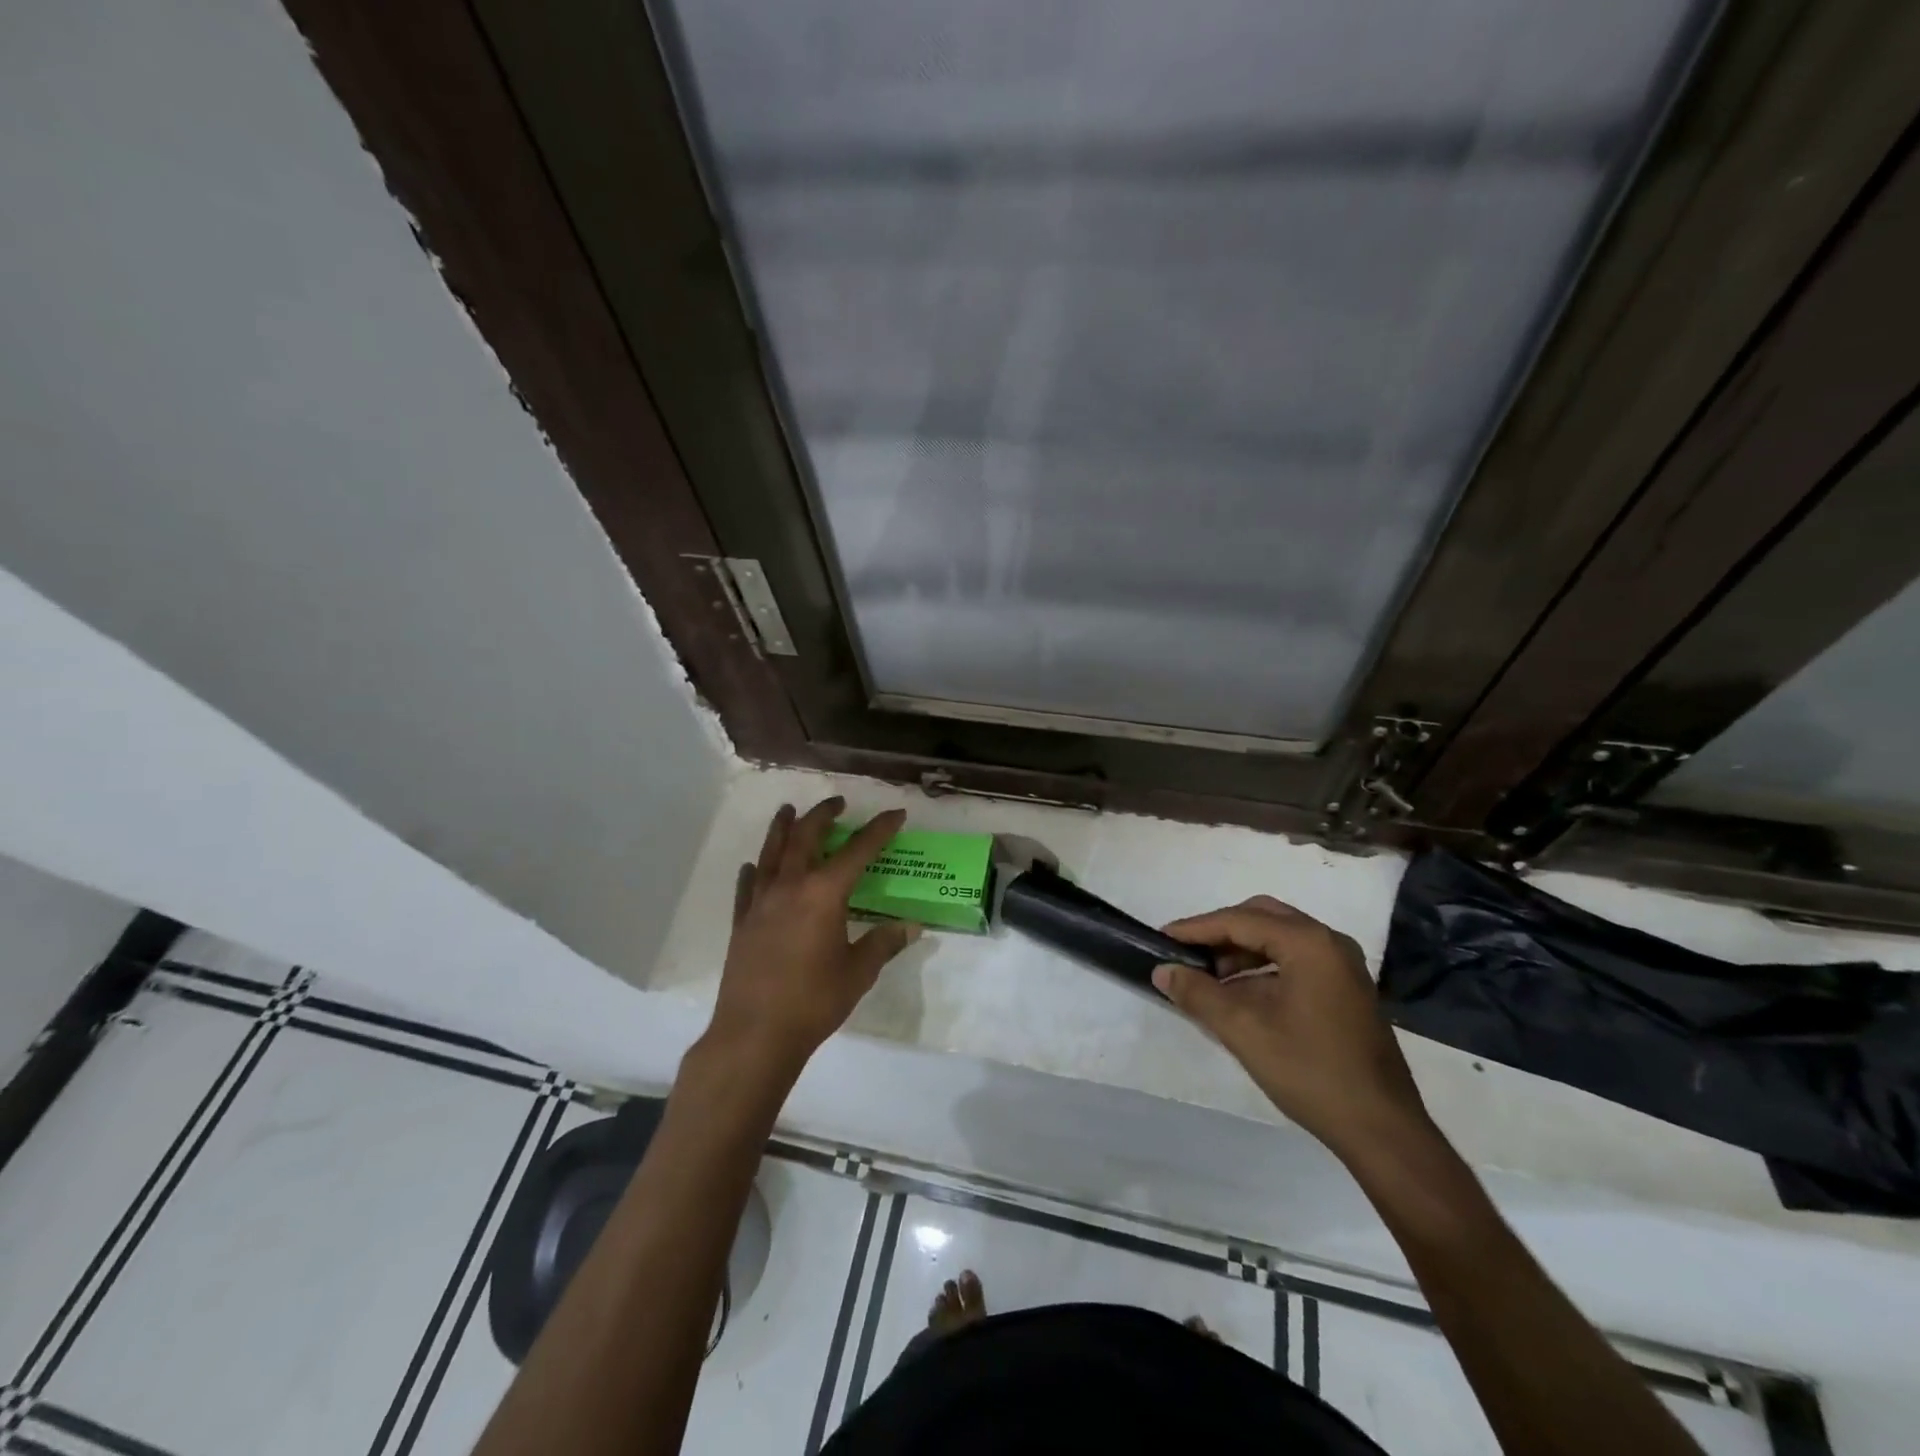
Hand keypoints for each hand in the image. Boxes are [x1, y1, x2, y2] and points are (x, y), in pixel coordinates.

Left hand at [707, 797, 918, 1075]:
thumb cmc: (814, 1001)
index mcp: (824, 894)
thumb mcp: (859, 972)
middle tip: (837, 802)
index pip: (858, 851)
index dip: (879, 830)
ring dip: (782, 828)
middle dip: (823, 815)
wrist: (755, 1034)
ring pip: (771, 853)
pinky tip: (752, 866)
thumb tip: (912, 926)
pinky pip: (747, 886)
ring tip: (788, 810)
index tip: (895, 814)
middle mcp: (790, 887)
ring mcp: (761, 903)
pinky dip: (753, 871)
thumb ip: (884, 943)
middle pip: (805, 838)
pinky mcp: (741, 923)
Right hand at [1156, 896, 1430, 1163]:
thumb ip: (1198, 994)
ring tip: (1207, 976)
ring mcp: (1342, 966)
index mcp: (1309, 943)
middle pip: (1261, 917)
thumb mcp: (1244, 1031)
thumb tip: (1163, 971)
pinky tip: (1240, 993)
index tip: (1161, 938)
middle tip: (1186, 952)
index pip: (1239, 920)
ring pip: (1278, 938)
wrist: (1383, 1129)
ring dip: (1240, 951)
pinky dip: (1262, 967)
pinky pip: (1294, 959)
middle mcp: (1329, 942)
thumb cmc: (1311, 1072)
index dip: (1196, 928)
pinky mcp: (1346, 989)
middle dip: (1220, 932)